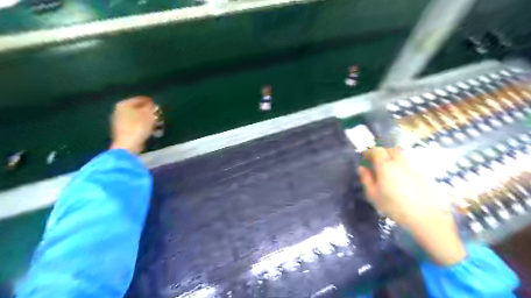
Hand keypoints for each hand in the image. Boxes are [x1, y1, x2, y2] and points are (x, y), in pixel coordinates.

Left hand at [110, 97, 155, 154]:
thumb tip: (152, 104)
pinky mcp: (120, 130)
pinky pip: (133, 123)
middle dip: (147, 111)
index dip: (151, 103)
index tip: (159, 107)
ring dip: (144, 119)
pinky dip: (140, 125)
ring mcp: (118, 120)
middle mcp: (118, 110)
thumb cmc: (139, 127)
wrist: (127, 145)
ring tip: (154, 123)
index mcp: (124, 104)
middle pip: (137, 108)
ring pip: (135, 116)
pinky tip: (146, 129)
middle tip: (157, 115)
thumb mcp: (149, 115)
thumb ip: (151, 107)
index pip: (140, 99)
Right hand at [357, 148, 465, 265]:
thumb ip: (366, 179)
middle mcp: (401, 161)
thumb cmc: (395, 207)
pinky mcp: (425, 172)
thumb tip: (361, 168)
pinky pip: (411, 162)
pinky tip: (403, 175)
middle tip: (377, 161)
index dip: (369, 152)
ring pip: (403, 154)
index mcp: (386, 166)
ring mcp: (415, 165)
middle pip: (391, 149)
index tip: (364, 157)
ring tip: (390, 167)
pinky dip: (404, 164)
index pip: (376, 151)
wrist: (427, 217)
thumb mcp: (374, 195)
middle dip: (382, 152)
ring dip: (394, 157)